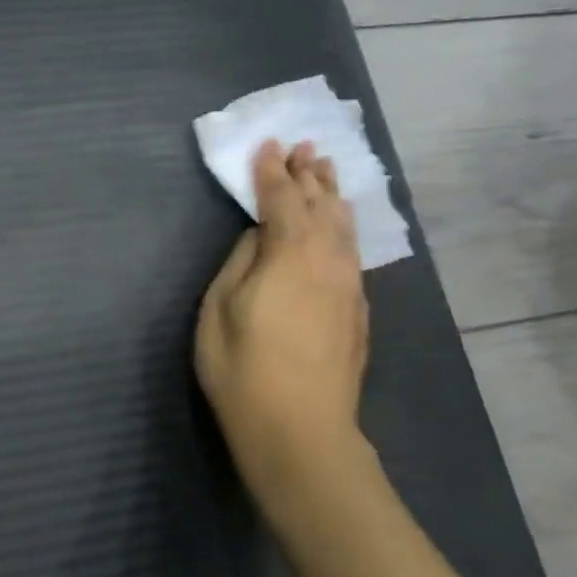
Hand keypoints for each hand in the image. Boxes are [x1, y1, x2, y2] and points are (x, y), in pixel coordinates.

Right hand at [195, 139, 371, 522]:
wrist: (301, 430)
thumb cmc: (243, 369)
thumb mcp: (219, 309)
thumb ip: (241, 262)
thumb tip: (260, 236)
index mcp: (290, 253)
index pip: (281, 199)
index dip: (271, 172)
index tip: (267, 146)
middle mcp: (328, 260)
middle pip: (321, 206)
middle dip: (310, 175)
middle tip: (305, 148)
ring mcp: (349, 286)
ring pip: (343, 227)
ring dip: (332, 196)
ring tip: (327, 172)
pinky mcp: (357, 310)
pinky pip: (352, 251)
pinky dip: (343, 228)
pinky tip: (340, 227)